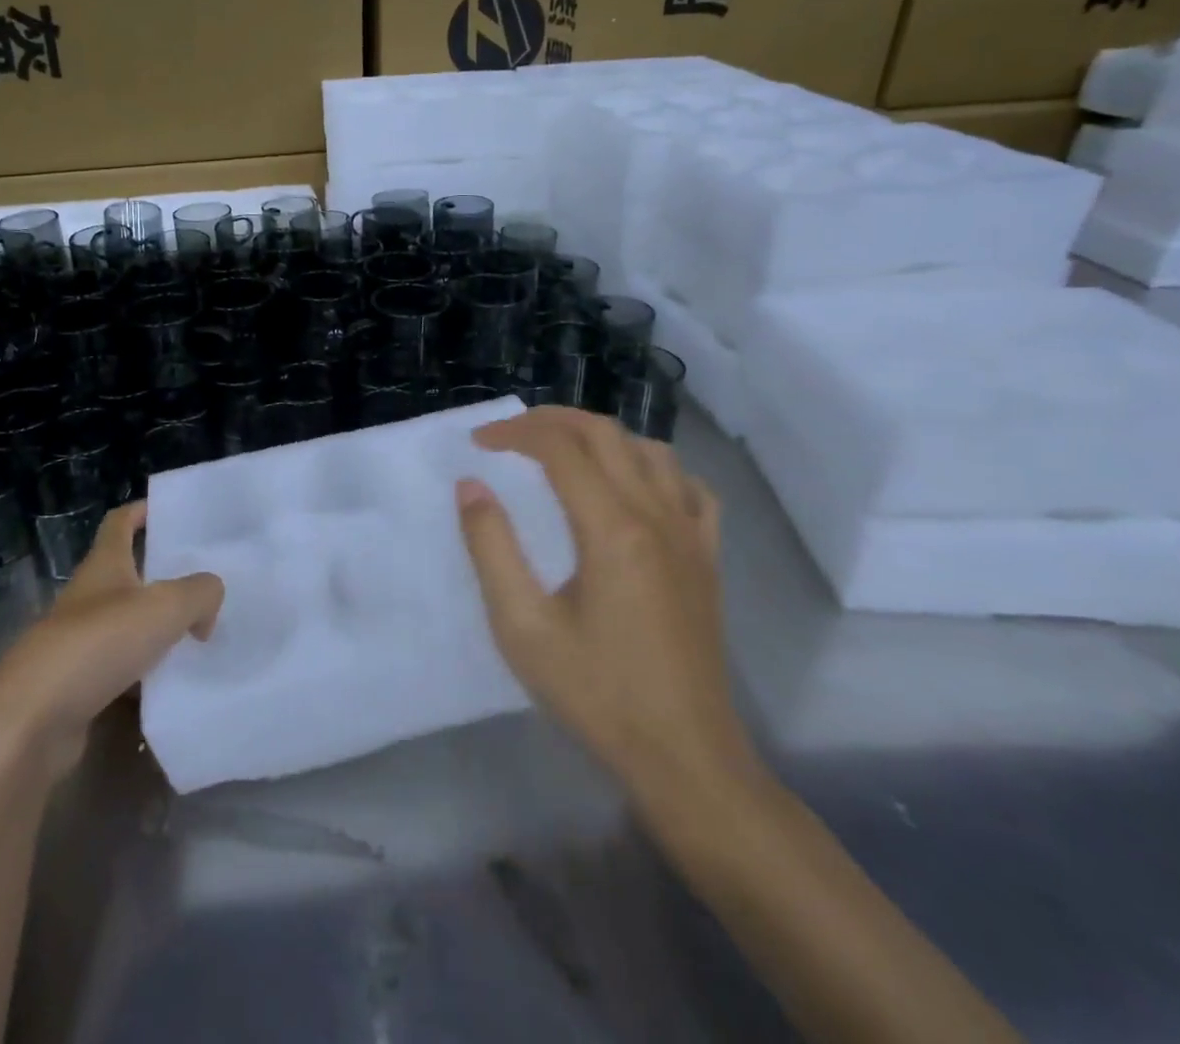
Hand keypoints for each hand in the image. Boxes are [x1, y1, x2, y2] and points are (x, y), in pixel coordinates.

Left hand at [0, 502, 223, 779]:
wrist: (32, 723)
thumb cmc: (98, 644)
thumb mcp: (165, 607)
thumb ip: (200, 593)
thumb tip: (208, 603)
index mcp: (104, 566)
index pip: (120, 523)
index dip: (143, 511)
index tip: (172, 512)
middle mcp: (89, 598)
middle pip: (130, 576)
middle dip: (165, 577)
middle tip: (207, 582)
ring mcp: (80, 644)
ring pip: (129, 627)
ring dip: (160, 630)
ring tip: (204, 636)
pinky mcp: (79, 687)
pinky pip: (123, 672)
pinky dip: (148, 676)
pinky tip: (177, 685)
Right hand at [456, 407, 756, 806]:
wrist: (685, 758)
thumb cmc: (596, 694)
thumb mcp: (522, 627)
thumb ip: (492, 547)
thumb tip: (471, 486)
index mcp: (611, 528)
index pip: (560, 447)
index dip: (515, 432)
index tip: (479, 443)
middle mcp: (657, 515)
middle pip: (605, 433)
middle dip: (552, 421)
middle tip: (510, 436)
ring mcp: (691, 535)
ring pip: (650, 450)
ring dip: (601, 437)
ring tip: (563, 452)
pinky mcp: (708, 558)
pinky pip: (689, 487)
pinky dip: (654, 468)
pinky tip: (633, 487)